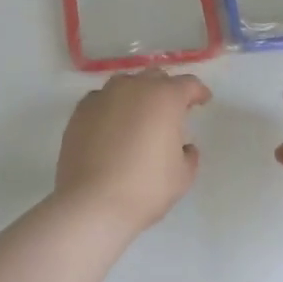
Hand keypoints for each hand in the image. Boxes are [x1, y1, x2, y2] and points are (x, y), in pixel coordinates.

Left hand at [55, 70, 210, 238]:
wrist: (92, 204)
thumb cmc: (146, 188)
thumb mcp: (183, 176)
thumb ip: (188, 154)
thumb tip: (183, 146)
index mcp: (165, 98)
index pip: (188, 84)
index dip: (198, 92)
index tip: (203, 101)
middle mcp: (134, 88)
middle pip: (155, 78)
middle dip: (166, 90)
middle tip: (171, 110)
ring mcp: (103, 97)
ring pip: (125, 84)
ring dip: (137, 95)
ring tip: (139, 116)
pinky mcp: (79, 112)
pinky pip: (101, 100)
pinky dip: (111, 107)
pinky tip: (111, 126)